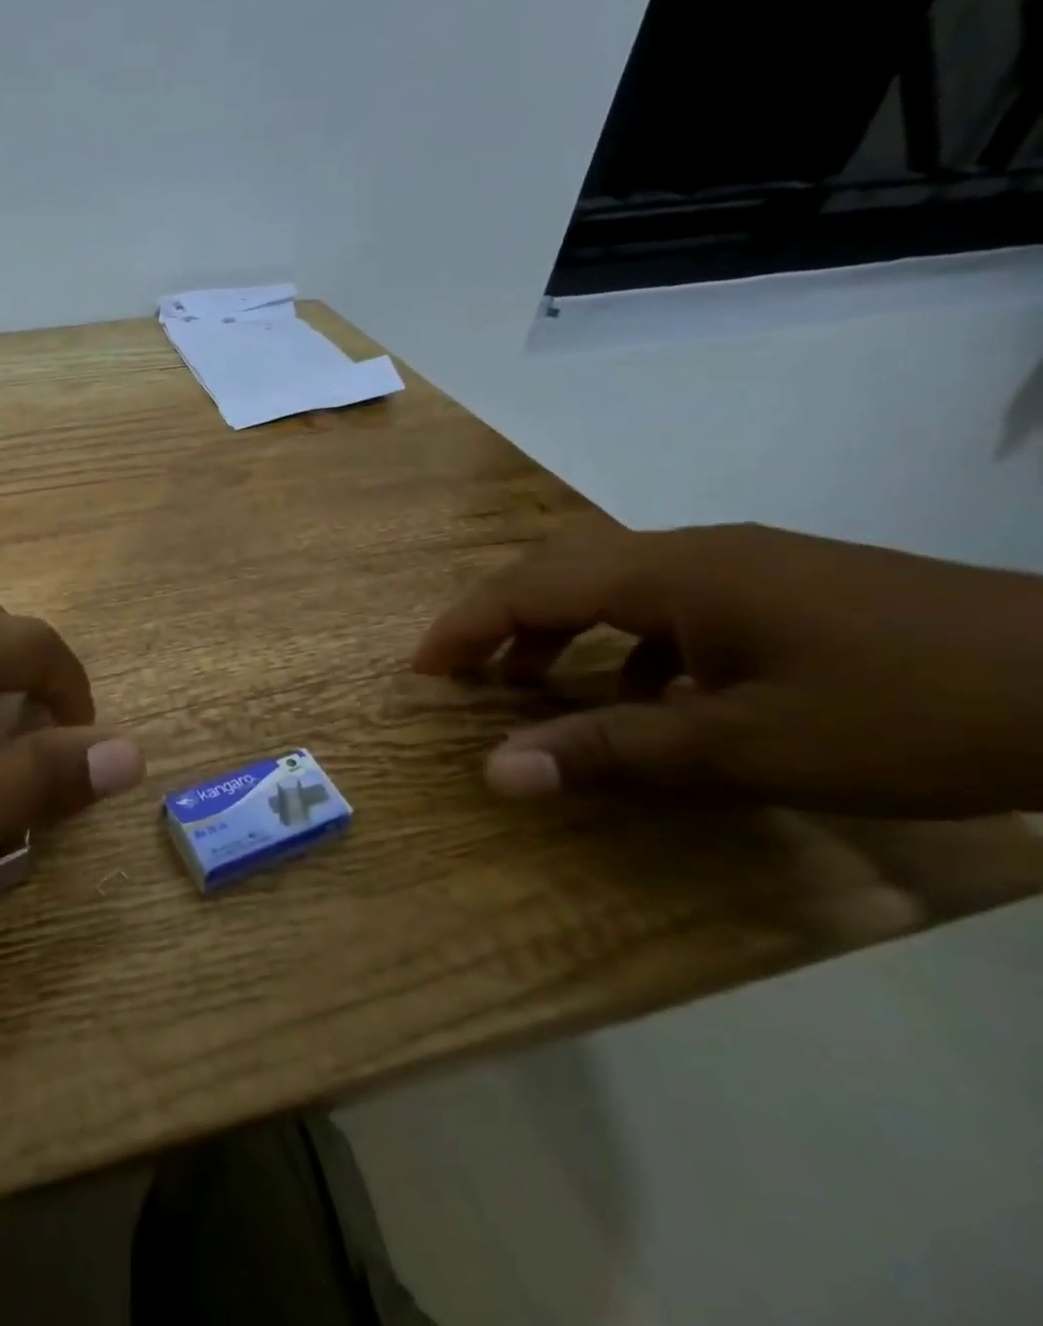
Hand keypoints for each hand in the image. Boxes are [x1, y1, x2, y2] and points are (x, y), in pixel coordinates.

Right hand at [413, 523, 1042, 815]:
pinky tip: (647, 692)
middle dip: (497, 621)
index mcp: (672, 573)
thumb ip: (609, 750)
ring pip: (610, 583)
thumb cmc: (904, 712)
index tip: (420, 671)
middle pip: (559, 570)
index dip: (464, 627)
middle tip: (458, 674)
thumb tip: (496, 774)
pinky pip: (665, 603)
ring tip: (532, 685)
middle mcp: (693, 551)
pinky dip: (624, 643)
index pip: (530, 586)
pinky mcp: (778, 586)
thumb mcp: (742, 746)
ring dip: (557, 629)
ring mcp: (740, 564)